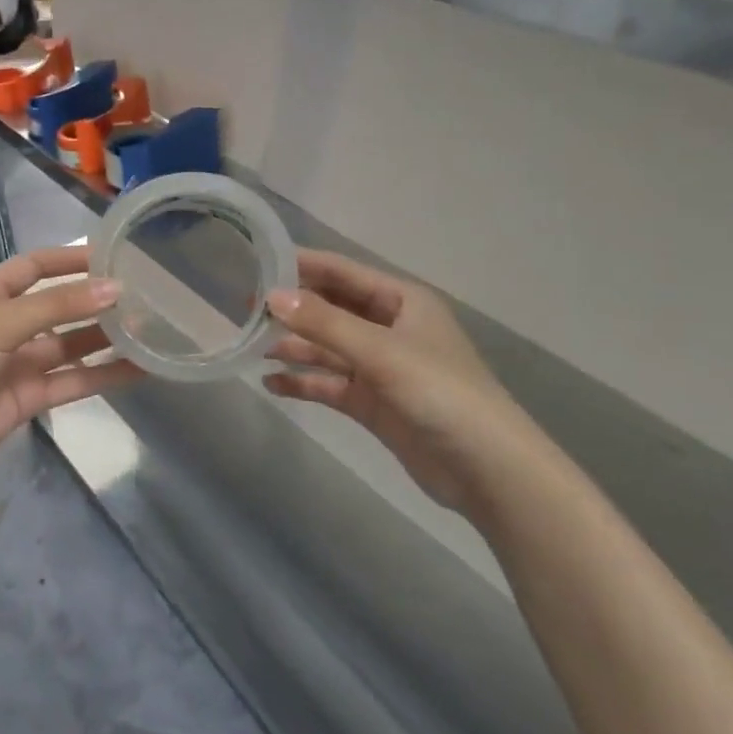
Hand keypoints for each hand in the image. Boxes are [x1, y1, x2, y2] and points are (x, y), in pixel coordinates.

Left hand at [0, 247, 141, 477]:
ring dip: (105, 336)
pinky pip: (74, 379)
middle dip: (95, 300)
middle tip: (142, 294)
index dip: (71, 259)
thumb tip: (114, 288)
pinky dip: (104, 374)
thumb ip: (58, 305)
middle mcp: (7, 323)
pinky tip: (139, 368)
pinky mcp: (32, 395)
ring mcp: (21, 361)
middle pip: (59, 305)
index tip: (114, 255)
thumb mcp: (1, 322)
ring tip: (149, 327)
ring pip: (72, 343)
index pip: (36, 266)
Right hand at [265, 250, 549, 513]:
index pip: (342, 273)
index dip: (302, 266)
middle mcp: (389, 328)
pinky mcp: (373, 403)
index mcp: (401, 301)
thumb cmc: (440, 393)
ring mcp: (380, 367)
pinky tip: (271, 384)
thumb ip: (324, 323)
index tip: (257, 263)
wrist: (487, 470)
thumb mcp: (381, 351)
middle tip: (245, 310)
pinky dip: (303, 382)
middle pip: (331, 310)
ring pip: (327, 348)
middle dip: (292, 309)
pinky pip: (329, 384)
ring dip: (293, 347)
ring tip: (250, 348)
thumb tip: (271, 296)